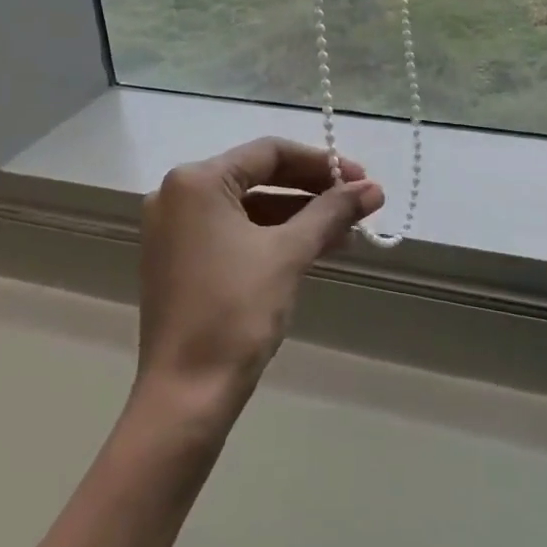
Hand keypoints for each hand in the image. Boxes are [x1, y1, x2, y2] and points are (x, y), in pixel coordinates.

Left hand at [136, 138, 383, 414]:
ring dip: (296, 215)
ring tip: (344, 232)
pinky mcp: (178, 260)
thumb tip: (374, 189)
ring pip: (248, 207)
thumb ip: (331, 212)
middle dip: (311, 190)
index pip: (269, 152)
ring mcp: (173, 229)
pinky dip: (271, 236)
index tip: (360, 179)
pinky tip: (312, 249)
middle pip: (257, 176)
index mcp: (196, 181)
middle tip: (357, 203)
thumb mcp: (289, 253)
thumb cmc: (236, 311)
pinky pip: (233, 232)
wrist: (186, 395)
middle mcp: (177, 195)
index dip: (320, 162)